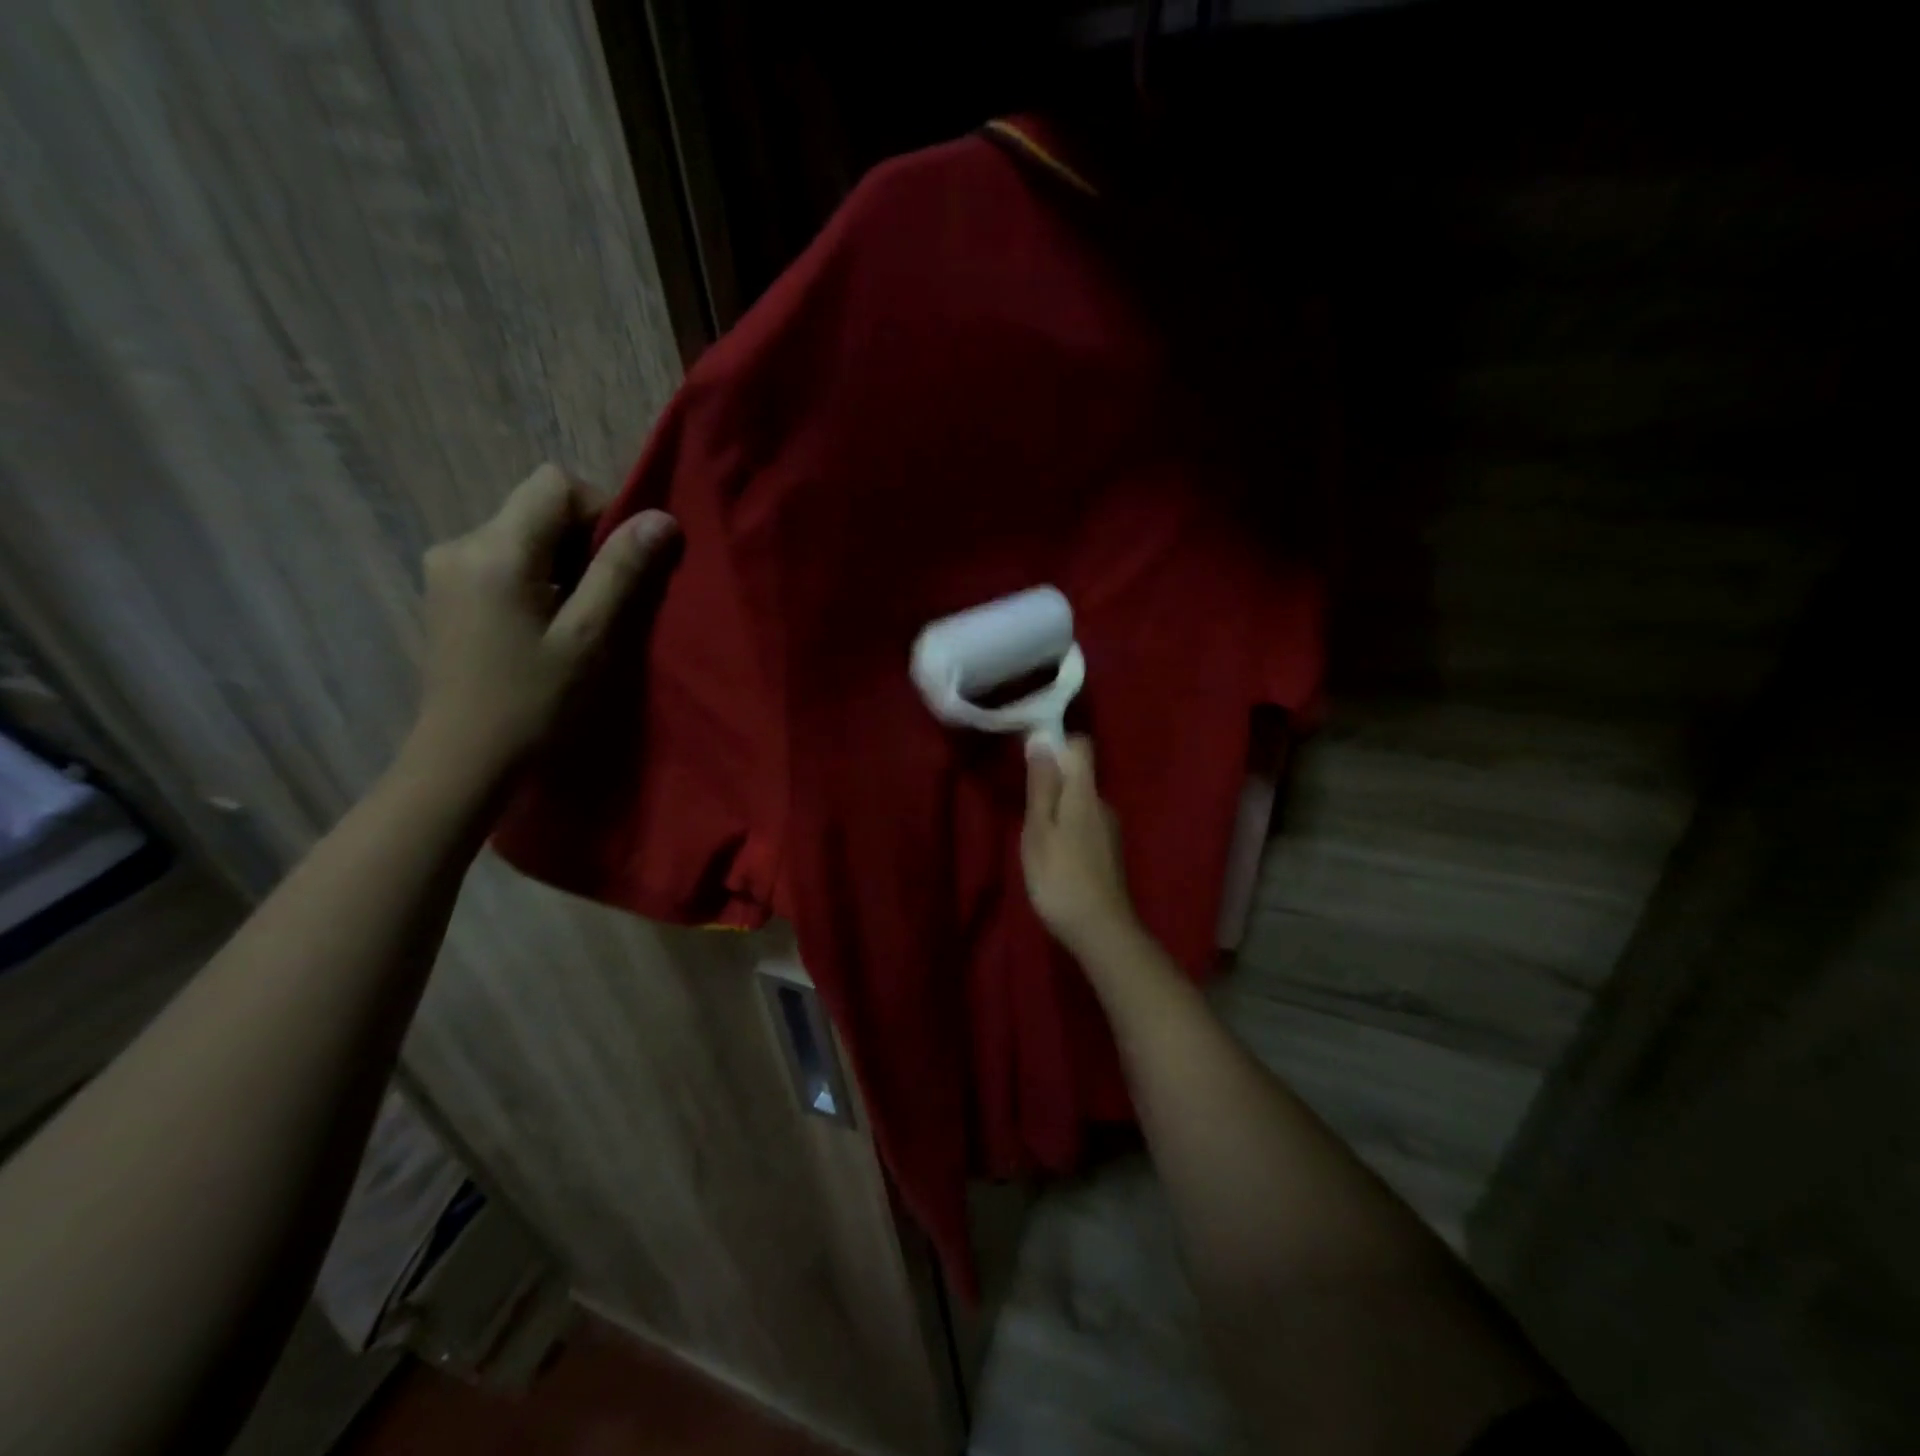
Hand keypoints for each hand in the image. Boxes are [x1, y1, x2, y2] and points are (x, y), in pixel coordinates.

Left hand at [408, 463, 676, 782]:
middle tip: (608, 601)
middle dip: (584, 542)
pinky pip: (504, 561)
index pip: (555, 485)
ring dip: (563, 564)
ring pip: (523, 535)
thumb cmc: (534, 703)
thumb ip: (622, 572)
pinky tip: (546, 627)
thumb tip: (661, 518)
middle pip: (538, 508)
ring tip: (580, 619)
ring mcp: (447, 569)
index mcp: (496, 550)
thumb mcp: (590, 638)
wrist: (466, 760)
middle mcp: (461, 544)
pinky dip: (538, 579)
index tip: (622, 563)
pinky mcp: (446, 594)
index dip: (600, 511)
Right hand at [1022, 736, 1139, 957]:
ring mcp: (1110, 830)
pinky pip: (1085, 824)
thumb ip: (1041, 785)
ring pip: (1080, 802)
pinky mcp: (1109, 852)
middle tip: (1024, 806)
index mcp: (1085, 793)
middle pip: (1079, 774)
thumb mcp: (1039, 829)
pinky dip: (1068, 829)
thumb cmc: (1060, 877)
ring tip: (1035, 835)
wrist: (1100, 930)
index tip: (1030, 758)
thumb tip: (1042, 739)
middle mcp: (1103, 804)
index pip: (1080, 746)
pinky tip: (1054, 856)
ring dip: (1058, 808)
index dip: (1056, 743)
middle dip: (1052, 780)